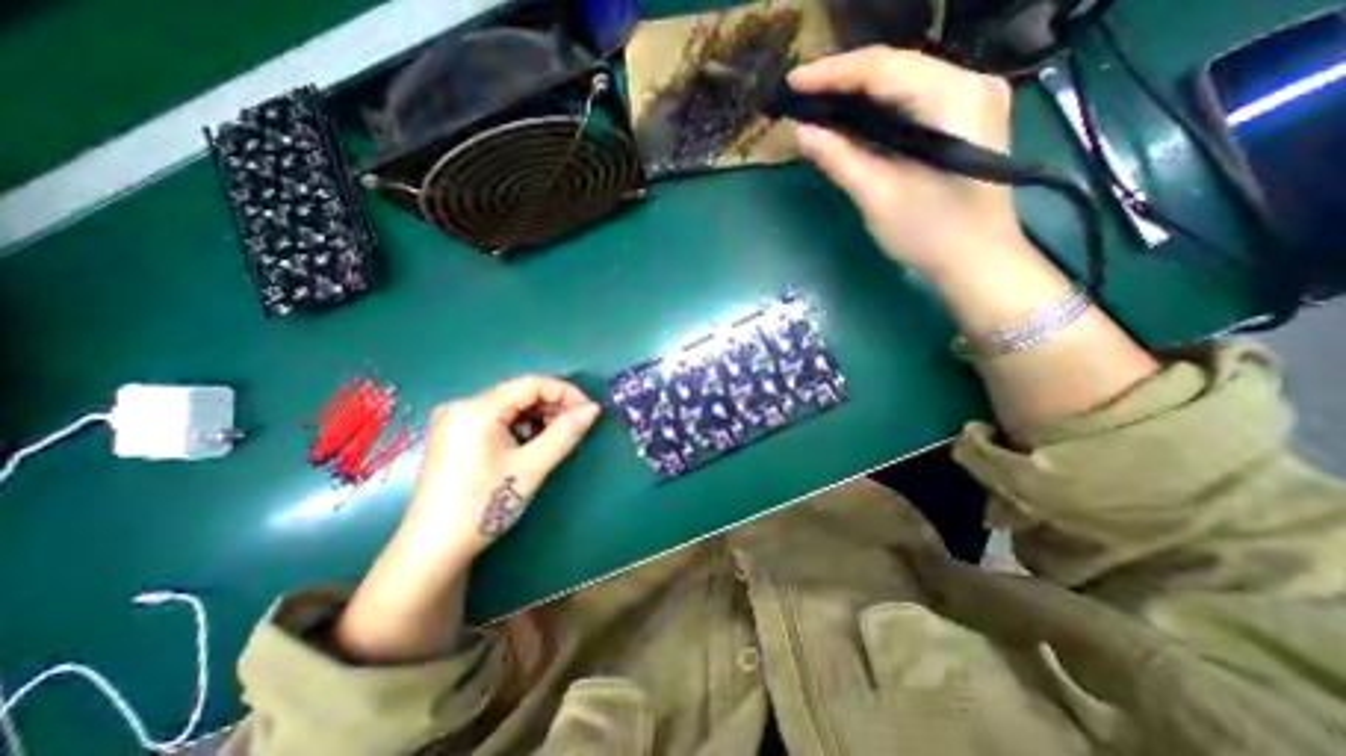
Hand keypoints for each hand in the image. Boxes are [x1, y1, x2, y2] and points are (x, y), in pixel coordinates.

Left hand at [402, 379, 600, 567]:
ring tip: (557, 439)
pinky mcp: (455, 437)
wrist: (434, 552)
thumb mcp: (532, 467)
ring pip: (510, 407)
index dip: (566, 392)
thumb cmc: (484, 505)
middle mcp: (462, 406)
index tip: (589, 411)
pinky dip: (520, 428)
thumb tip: (594, 409)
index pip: (531, 384)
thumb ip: (565, 433)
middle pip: (520, 394)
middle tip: (577, 427)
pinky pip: (497, 420)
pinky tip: (531, 445)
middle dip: (553, 406)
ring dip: (538, 418)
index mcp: (476, 408)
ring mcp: (455, 421)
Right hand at [791, 48, 1021, 276]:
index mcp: (953, 98)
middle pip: (894, 66)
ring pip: (902, 80)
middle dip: (842, 79)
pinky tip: (850, 118)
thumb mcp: (878, 196)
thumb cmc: (930, 233)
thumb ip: (841, 159)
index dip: (832, 73)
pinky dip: (877, 108)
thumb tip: (803, 131)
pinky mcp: (964, 117)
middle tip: (800, 93)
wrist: (977, 260)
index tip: (793, 82)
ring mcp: (971, 98)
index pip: (883, 68)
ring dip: (857, 92)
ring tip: (816, 102)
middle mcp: (970, 83)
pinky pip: (912, 99)